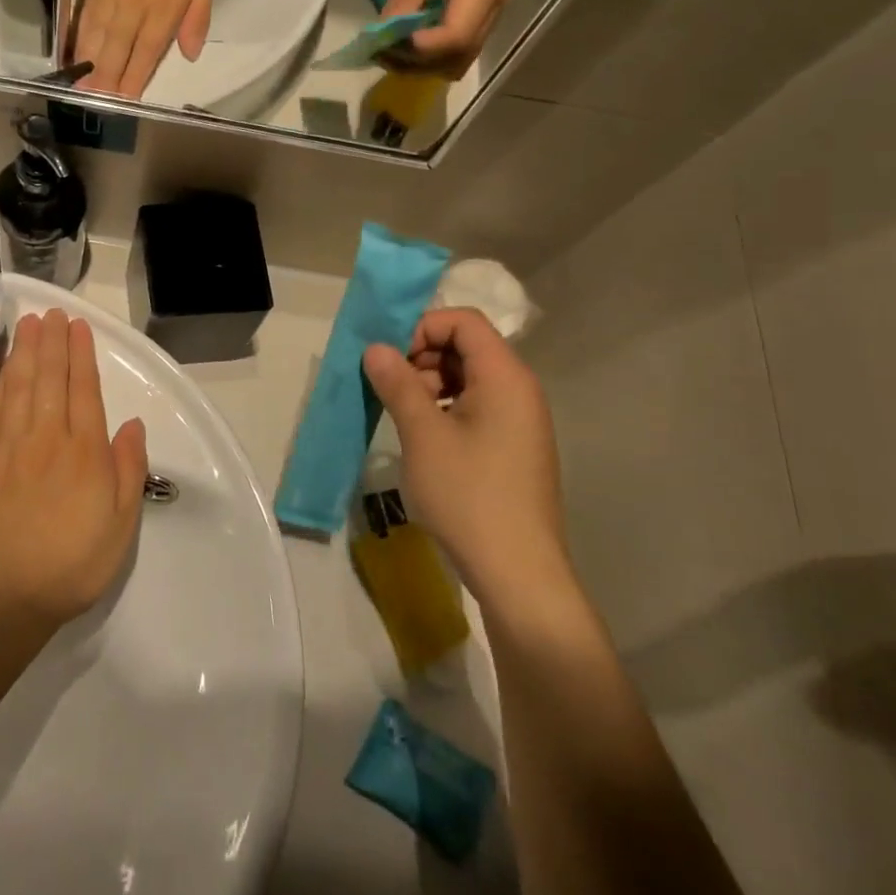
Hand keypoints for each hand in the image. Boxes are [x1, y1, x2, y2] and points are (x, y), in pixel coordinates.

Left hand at [0, 309, 147, 628]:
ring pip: (20, 387)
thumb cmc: (71, 563)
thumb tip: (131, 425)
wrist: (1, 595)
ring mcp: (12, 447)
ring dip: (24, 352)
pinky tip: (1, 368)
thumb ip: (128, 470)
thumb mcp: (120, 525)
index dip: (81, 356)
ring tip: (27, 325)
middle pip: (50, 379)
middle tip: (52, 312)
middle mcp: (47, 439)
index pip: (84, 391)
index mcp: (84, 452)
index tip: (78, 327)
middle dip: (52, 342)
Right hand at [72, 0, 213, 98]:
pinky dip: (77, 43)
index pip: (147, 52)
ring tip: (79, 92)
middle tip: (95, 106)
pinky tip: (72, 60)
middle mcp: (133, 9)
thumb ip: (197, 17)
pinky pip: (84, 22)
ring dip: (88, 67)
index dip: (135, 78)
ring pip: (96, 39)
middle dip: (105, 81)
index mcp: (162, 9)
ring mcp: (109, 0)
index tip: (125, 102)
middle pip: (116, 51)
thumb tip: (189, 54)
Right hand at [361, 307, 568, 611]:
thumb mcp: (423, 434)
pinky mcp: (513, 447)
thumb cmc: (469, 495)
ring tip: (401, 414)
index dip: (422, 328)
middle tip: (389, 387)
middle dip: (422, 356)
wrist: (517, 573)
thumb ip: (398, 384)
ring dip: (430, 384)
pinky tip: (422, 437)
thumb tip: (376, 348)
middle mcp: (519, 390)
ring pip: (469, 378)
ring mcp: (520, 420)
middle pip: (467, 347)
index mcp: (505, 377)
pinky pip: (476, 406)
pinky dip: (445, 408)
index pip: (464, 322)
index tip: (390, 358)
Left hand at [382, 0, 521, 78]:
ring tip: (390, 50)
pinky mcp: (482, 13)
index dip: (421, 48)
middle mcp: (494, 7)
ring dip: (423, 63)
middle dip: (417, 63)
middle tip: (381, 53)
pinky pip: (458, 47)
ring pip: (459, 58)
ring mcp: (491, 13)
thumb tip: (386, 31)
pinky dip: (432, 53)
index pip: (455, 37)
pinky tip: (407, 41)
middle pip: (458, 57)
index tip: (389, 42)